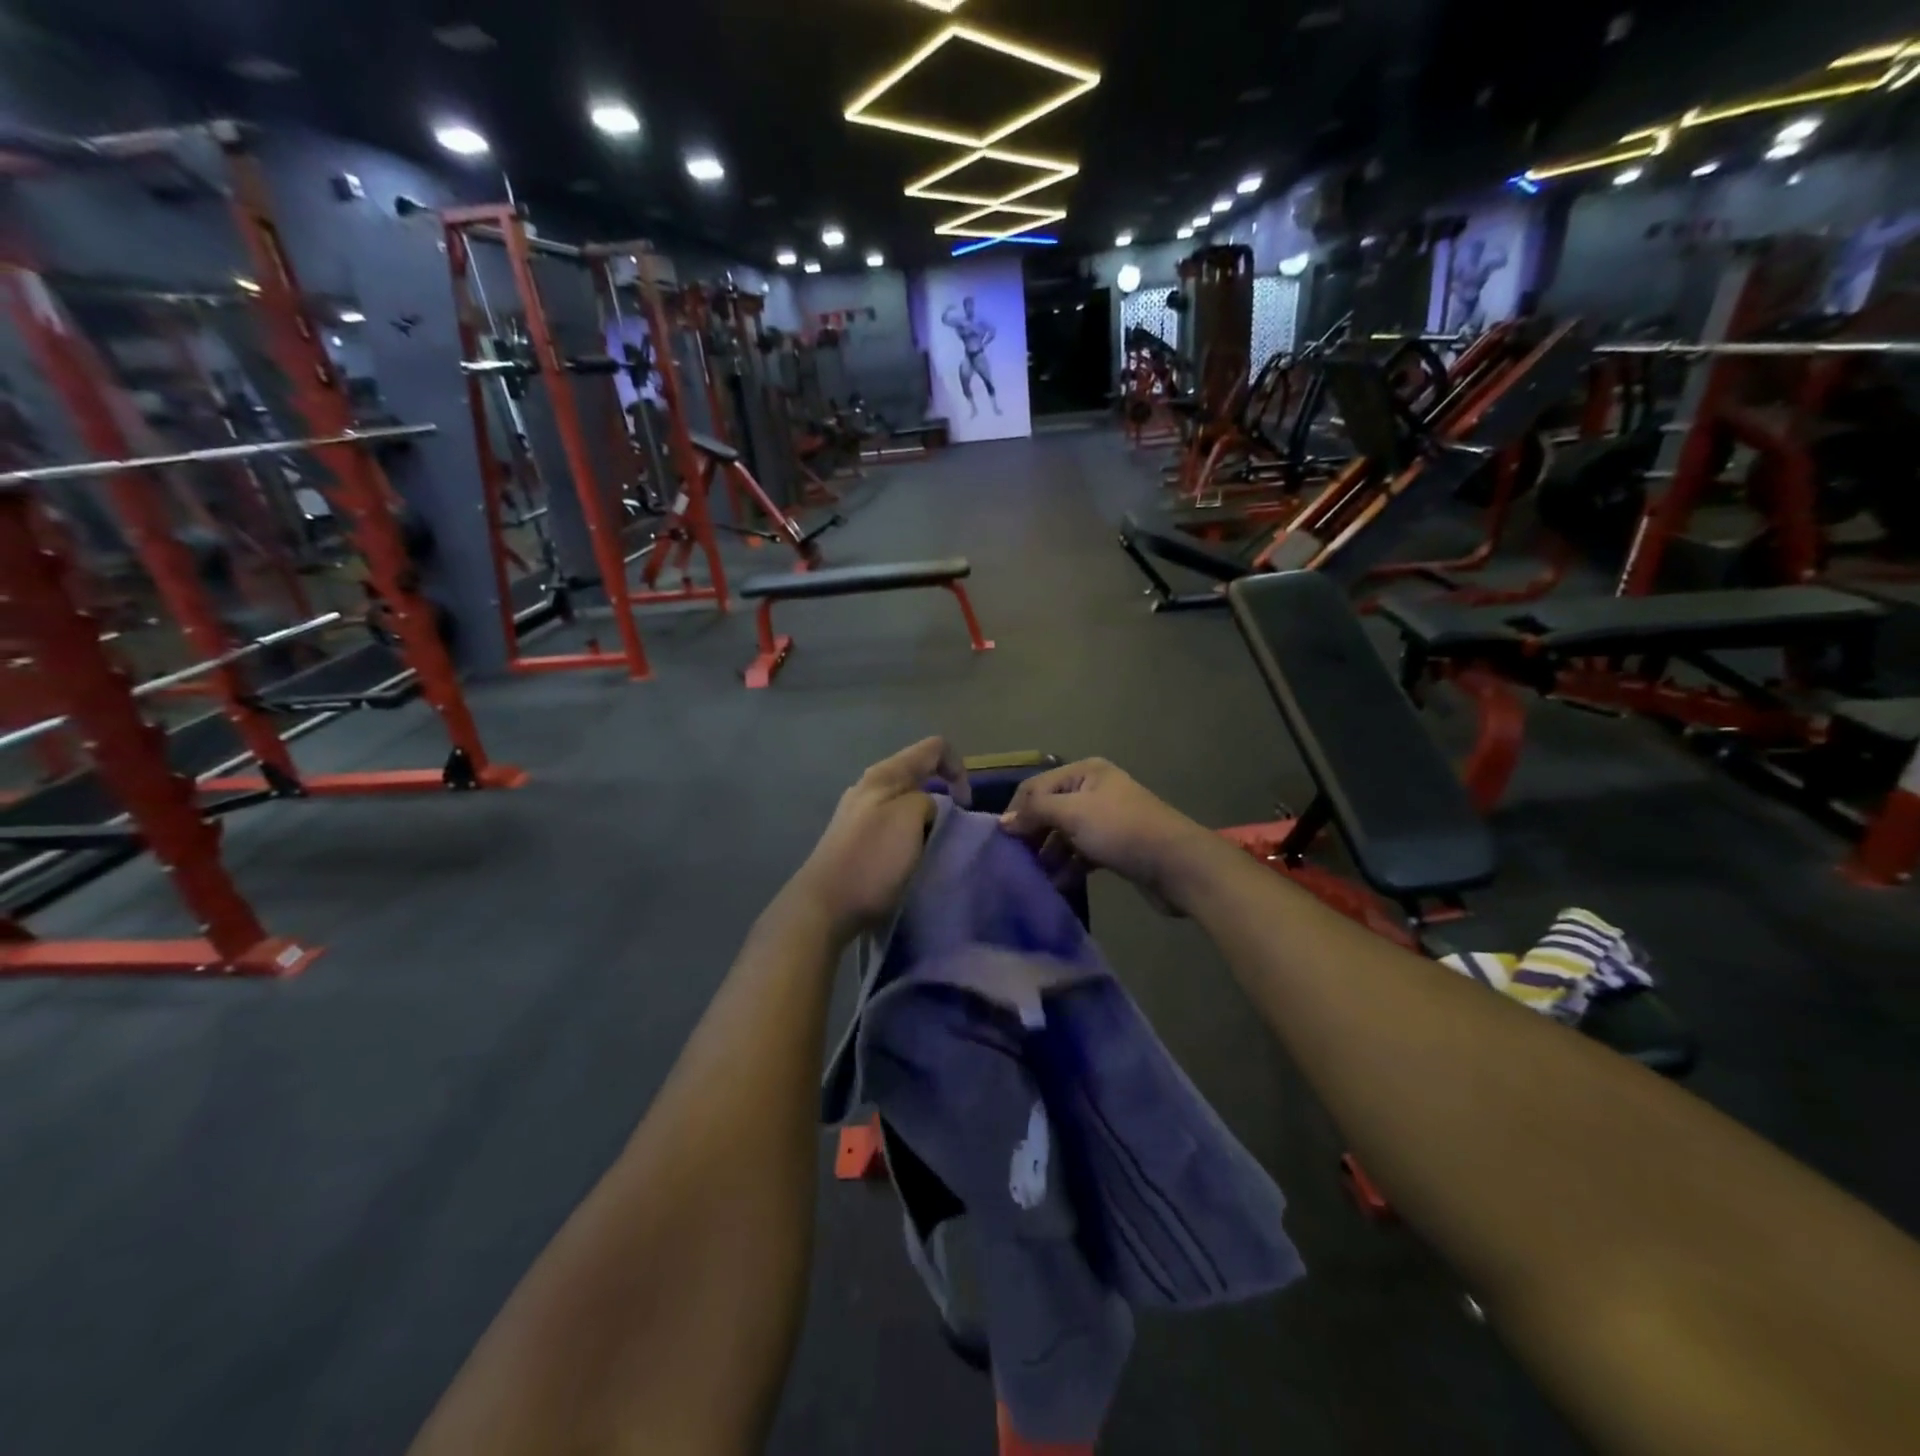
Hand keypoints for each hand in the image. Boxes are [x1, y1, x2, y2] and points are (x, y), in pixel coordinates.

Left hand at [789, 738, 969, 937]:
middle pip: (919, 773)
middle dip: (943, 794)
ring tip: (932, 845)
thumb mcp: (910, 818)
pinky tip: (909, 857)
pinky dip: (910, 835)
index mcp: (884, 774)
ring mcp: (860, 812)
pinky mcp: (855, 838)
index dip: (958, 768)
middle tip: (951, 829)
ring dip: (927, 817)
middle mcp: (870, 786)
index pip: (934, 748)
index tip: (964, 805)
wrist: (825, 906)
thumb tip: (925, 810)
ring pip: (907, 801)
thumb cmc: (872, 859)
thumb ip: (927, 800)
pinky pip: (894, 824)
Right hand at [998, 759, 1215, 913]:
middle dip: (1033, 835)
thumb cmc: (1122, 830)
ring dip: (1049, 854)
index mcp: (1085, 773)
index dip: (1017, 811)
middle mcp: (1094, 791)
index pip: (1036, 787)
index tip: (1002, 841)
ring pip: (1065, 834)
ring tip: (1037, 877)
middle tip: (1018, 861)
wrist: (1177, 864)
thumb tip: (1003, 821)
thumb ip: (1036, 812)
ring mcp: (1105, 819)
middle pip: (1050, 810)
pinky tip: (1058, 884)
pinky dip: (1069, 866)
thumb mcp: (1073, 813)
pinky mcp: (1114, 846)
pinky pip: (1081, 853)